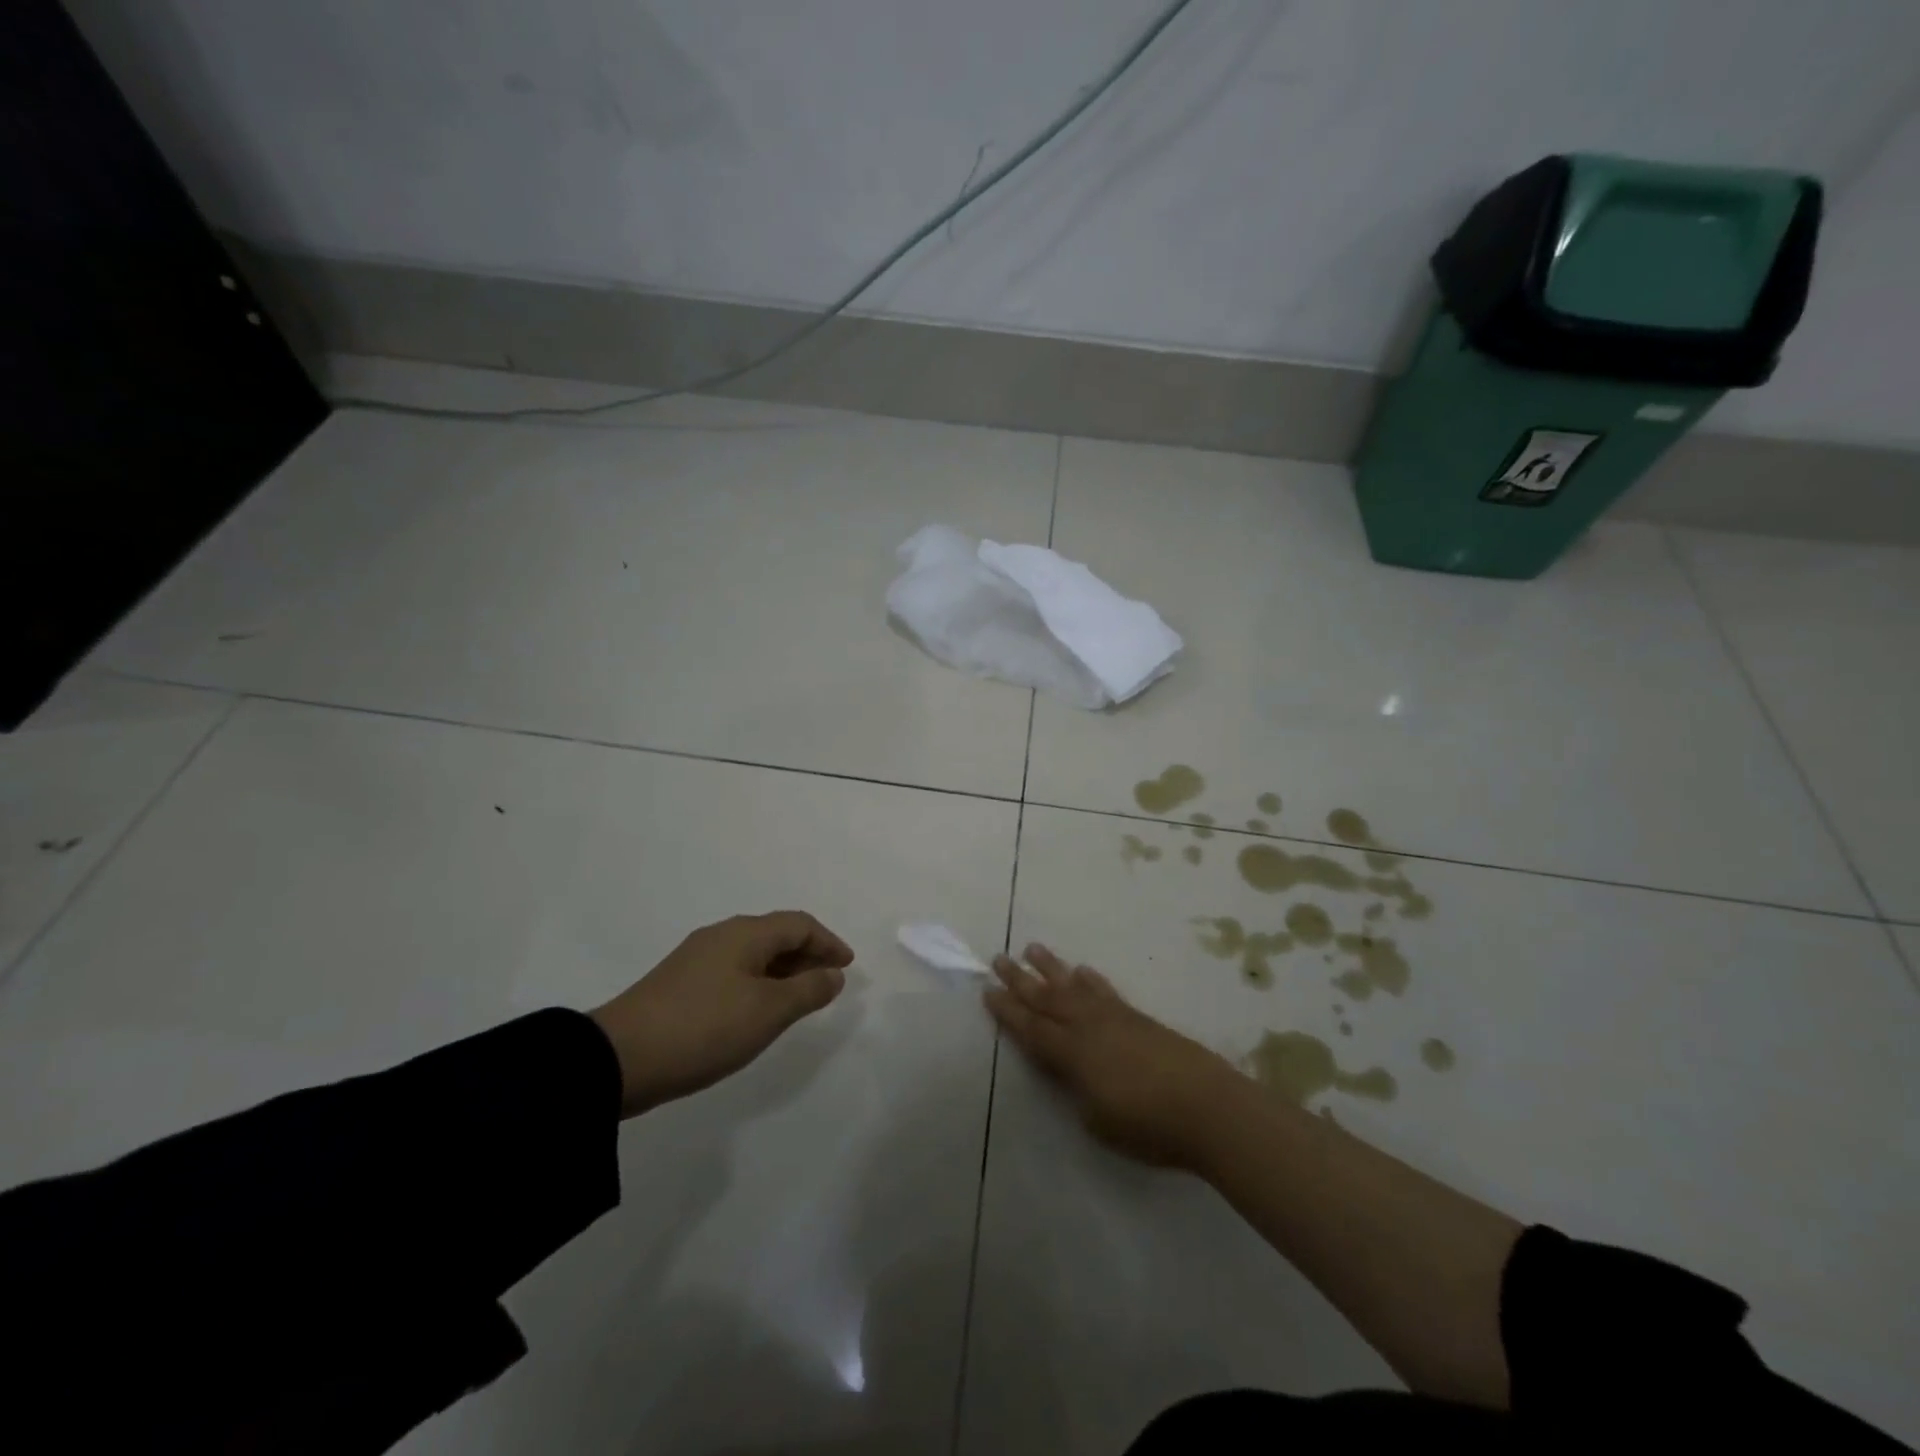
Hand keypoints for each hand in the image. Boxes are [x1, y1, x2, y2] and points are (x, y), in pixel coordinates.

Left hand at [590, 912, 853, 1117]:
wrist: (619, 1059)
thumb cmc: (705, 1028)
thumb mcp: (768, 1011)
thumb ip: (808, 990)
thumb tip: (833, 973)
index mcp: (745, 933)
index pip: (799, 924)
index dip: (828, 942)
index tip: (848, 966)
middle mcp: (722, 936)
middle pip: (776, 935)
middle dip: (807, 955)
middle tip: (828, 983)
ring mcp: (696, 958)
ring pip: (753, 954)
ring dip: (782, 971)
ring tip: (799, 1000)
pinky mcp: (679, 983)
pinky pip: (734, 971)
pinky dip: (758, 983)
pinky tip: (757, 1010)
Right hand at [984, 944, 1244, 1169]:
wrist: (1207, 1106)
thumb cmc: (1148, 1126)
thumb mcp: (1098, 1121)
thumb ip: (1078, 1092)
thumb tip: (1073, 1075)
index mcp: (1072, 1055)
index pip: (1031, 1029)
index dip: (1008, 1012)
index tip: (988, 991)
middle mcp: (1087, 1027)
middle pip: (1046, 998)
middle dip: (1020, 979)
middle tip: (998, 958)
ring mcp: (1114, 1018)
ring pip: (1073, 986)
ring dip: (1051, 967)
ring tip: (1032, 948)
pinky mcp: (1137, 1017)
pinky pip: (1104, 990)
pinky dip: (1090, 979)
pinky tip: (1082, 969)